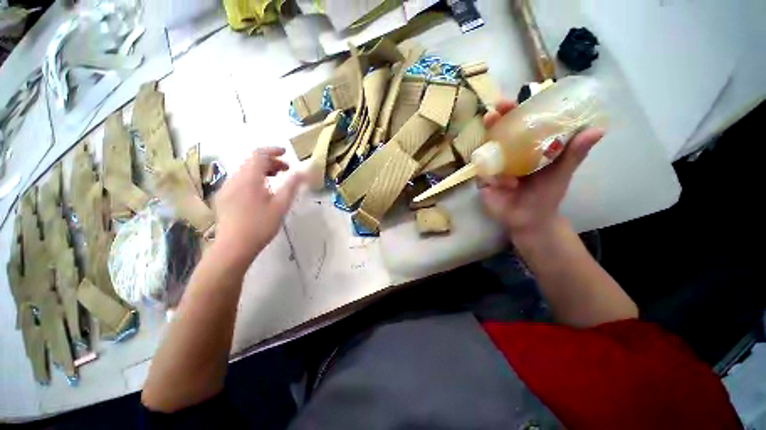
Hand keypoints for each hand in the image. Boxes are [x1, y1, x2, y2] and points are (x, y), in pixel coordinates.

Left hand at [213, 147, 302, 267]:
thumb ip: (292, 186)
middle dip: (270, 162)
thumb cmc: (260, 225)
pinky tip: (261, 191)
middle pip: (251, 161)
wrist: (233, 247)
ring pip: (245, 170)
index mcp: (249, 178)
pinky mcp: (224, 197)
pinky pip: (239, 180)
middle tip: (286, 170)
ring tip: (276, 179)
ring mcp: (226, 188)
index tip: (286, 153)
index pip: (259, 154)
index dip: (273, 150)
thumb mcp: (281, 205)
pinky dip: (253, 178)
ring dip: (262, 170)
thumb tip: (303, 172)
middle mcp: (234, 178)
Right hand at [479, 99, 603, 242]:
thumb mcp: (561, 173)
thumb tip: (597, 129)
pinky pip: (484, 174)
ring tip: (497, 151)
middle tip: (494, 114)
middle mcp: (507, 153)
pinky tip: (508, 185)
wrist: (529, 219)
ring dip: (487, 145)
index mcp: (526, 147)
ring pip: (485, 151)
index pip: (518, 124)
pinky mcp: (483, 181)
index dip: (513, 111)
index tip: (511, 101)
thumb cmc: (546, 195)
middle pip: (497, 133)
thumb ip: (574, 153)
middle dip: (493, 122)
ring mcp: (493, 167)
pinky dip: (494, 177)